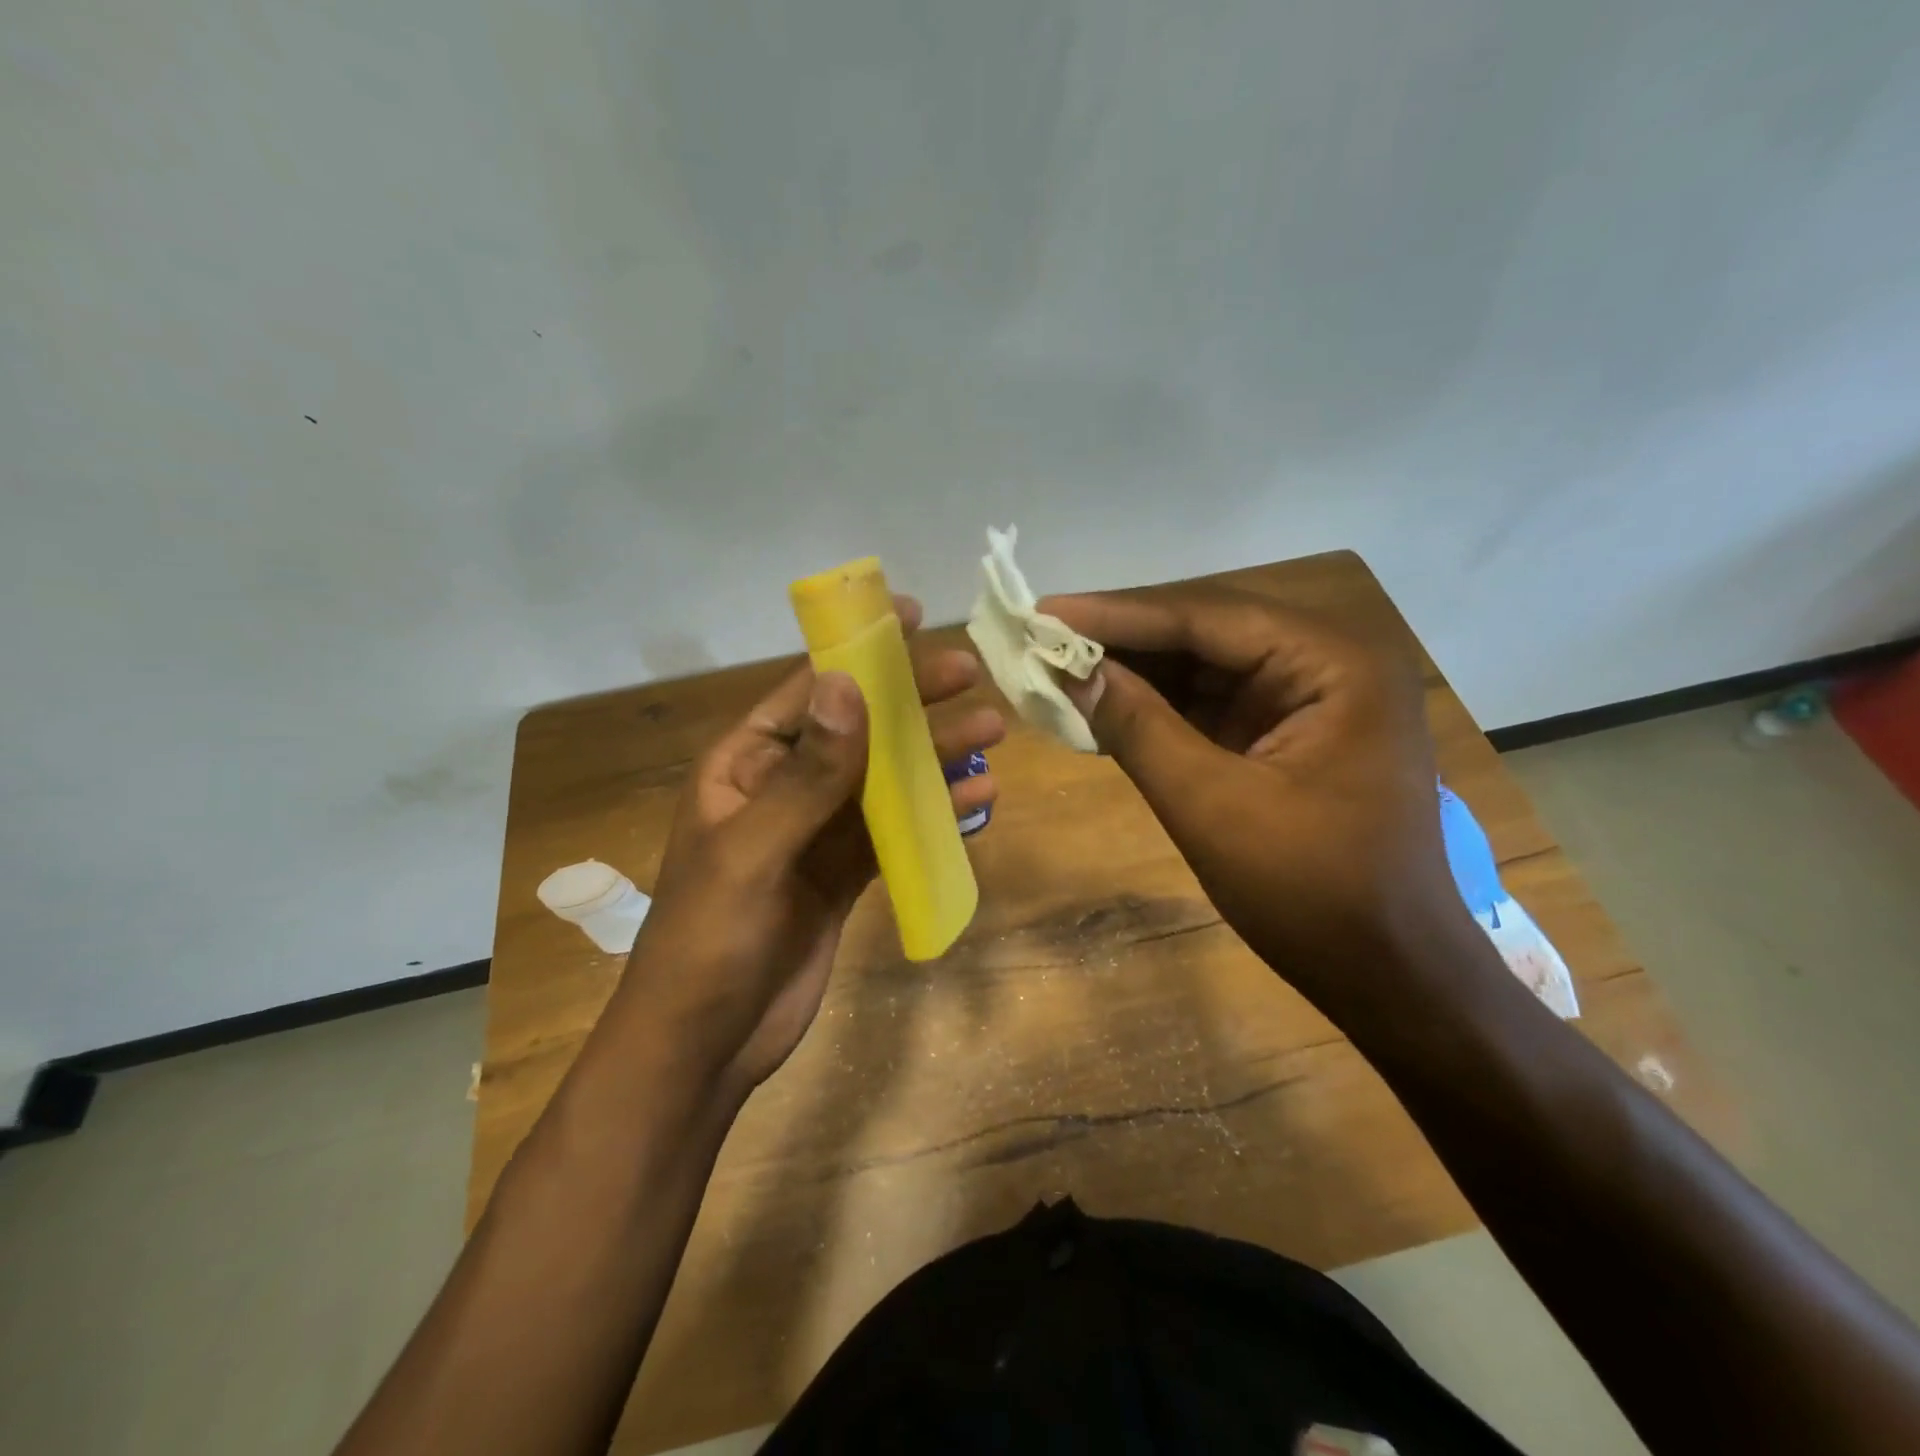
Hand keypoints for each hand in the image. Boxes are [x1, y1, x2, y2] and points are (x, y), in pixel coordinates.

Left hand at [615, 596, 1003, 1102]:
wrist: (706, 1045)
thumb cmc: (709, 942)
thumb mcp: (754, 851)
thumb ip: (808, 773)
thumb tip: (845, 683)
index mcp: (744, 766)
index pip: (807, 691)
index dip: (857, 653)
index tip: (909, 617)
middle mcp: (782, 788)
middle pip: (856, 730)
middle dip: (911, 702)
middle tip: (970, 675)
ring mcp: (816, 833)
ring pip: (884, 781)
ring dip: (934, 759)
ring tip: (992, 733)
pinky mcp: (844, 874)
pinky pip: (895, 833)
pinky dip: (935, 817)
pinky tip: (978, 803)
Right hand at [1041, 584, 1472, 1017]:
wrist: (1387, 974)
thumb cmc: (1312, 894)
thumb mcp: (1212, 807)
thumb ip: (1139, 728)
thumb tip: (1073, 672)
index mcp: (1334, 664)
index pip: (1208, 618)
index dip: (1118, 614)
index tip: (1044, 612)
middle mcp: (1328, 663)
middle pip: (1206, 633)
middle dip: (1123, 639)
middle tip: (1043, 635)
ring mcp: (1310, 699)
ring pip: (1204, 666)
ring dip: (1135, 671)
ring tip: (1060, 665)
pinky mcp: (1287, 734)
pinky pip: (1211, 704)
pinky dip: (1157, 707)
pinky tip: (1104, 703)